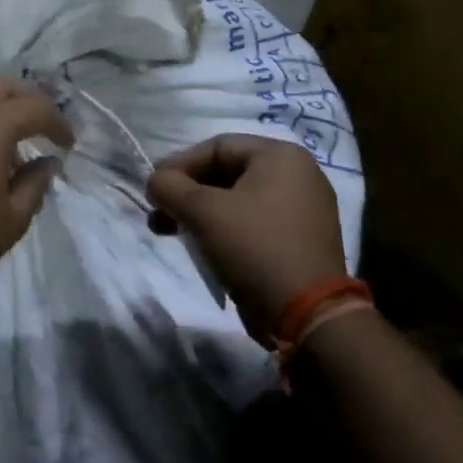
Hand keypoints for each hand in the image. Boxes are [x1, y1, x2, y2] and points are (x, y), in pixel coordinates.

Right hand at [146, 134, 345, 345]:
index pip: (216, 147)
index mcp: (281, 156)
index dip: (179, 165)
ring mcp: (302, 209)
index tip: (155, 190)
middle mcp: (298, 175)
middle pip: (226, 172)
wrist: (308, 315)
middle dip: (186, 193)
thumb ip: (169, 186)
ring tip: (169, 232)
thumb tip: (156, 182)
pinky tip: (200, 246)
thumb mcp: (202, 211)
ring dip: (199, 212)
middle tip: (159, 213)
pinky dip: (222, 228)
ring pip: (236, 200)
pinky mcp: (299, 240)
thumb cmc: (254, 248)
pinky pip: (251, 222)